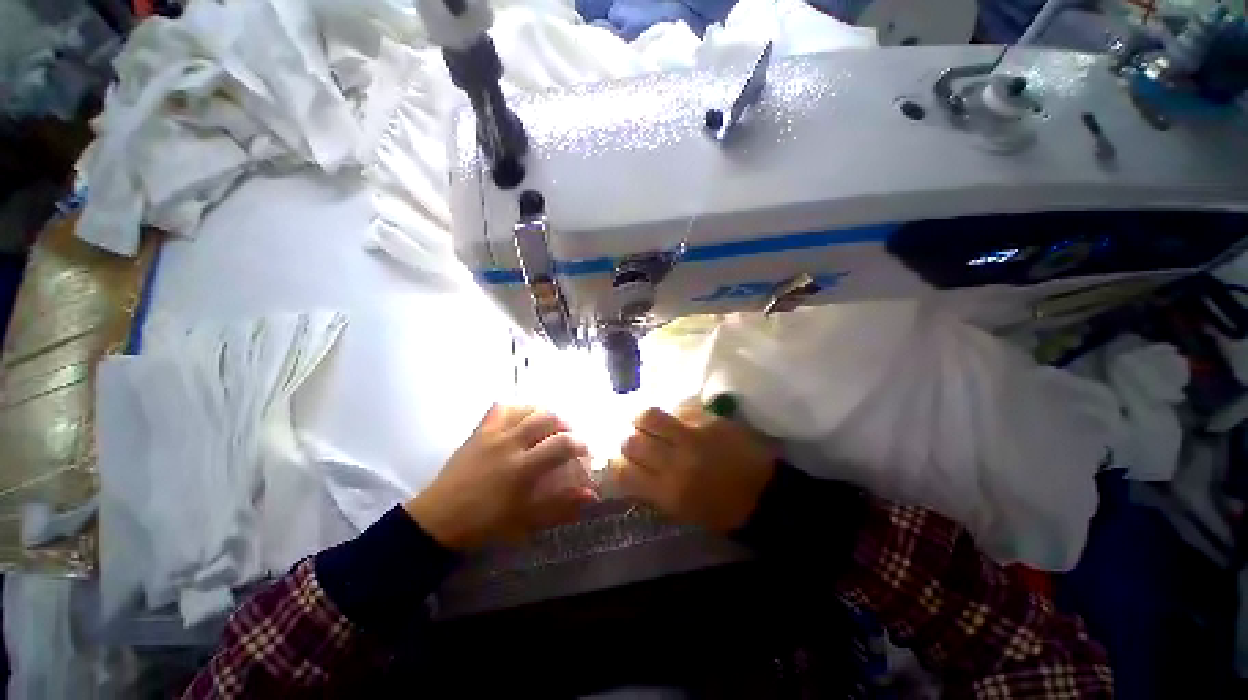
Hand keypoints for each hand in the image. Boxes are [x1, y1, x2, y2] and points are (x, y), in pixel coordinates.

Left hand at [405, 404, 596, 550]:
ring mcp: (493, 434)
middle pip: (547, 418)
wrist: (438, 520)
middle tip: (568, 436)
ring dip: (544, 413)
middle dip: (565, 424)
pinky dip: (518, 408)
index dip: (580, 443)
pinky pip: (501, 408)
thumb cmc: (485, 525)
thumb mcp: (526, 521)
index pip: (561, 444)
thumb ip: (560, 506)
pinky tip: (524, 417)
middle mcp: (510, 444)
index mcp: (523, 468)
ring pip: (527, 409)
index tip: (584, 451)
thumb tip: (591, 495)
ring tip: (549, 426)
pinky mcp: (479, 431)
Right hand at [611, 403, 776, 533]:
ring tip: (647, 423)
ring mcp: (693, 435)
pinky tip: (676, 421)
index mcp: (668, 492)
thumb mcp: (682, 511)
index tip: (620, 461)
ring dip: (642, 419)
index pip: (623, 471)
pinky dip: (671, 414)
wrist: (767, 494)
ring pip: (649, 416)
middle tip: (635, 441)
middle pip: (632, 440)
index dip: (616, 464)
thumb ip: (652, 488)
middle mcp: (676, 461)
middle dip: (628, 440)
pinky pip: (678, 409)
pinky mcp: (709, 419)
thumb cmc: (723, 511)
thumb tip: (629, 467)